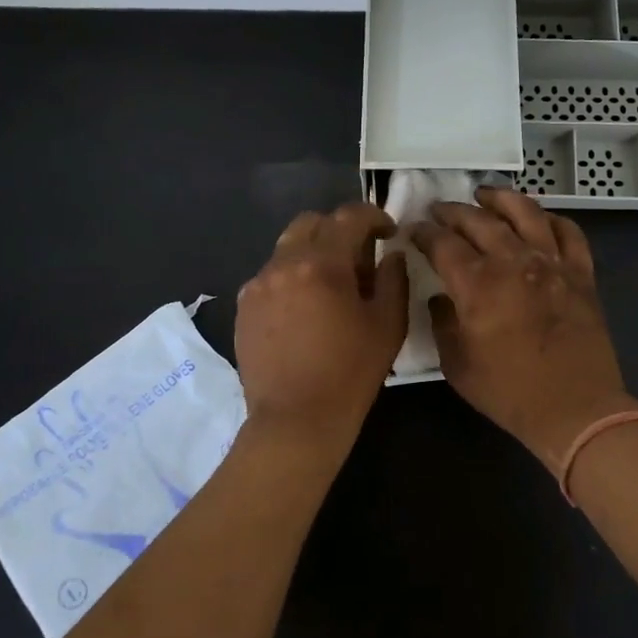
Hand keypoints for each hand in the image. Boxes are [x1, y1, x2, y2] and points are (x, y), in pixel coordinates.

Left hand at [235, 203, 408, 441]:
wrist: (295, 421)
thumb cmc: (350, 373)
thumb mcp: (388, 325)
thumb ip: (394, 279)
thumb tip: (391, 254)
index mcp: (322, 264)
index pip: (348, 217)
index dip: (373, 216)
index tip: (387, 232)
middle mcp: (283, 264)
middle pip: (311, 222)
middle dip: (338, 228)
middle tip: (358, 254)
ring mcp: (258, 284)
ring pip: (287, 248)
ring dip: (313, 253)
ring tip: (330, 285)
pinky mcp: (244, 306)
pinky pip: (271, 276)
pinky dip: (292, 278)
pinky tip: (304, 309)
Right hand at [408, 187, 636, 471]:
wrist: (576, 408)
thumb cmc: (510, 392)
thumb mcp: (457, 365)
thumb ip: (442, 324)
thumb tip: (440, 298)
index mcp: (478, 284)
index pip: (443, 244)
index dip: (424, 233)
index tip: (413, 229)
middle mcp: (513, 262)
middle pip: (479, 221)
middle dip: (454, 211)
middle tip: (439, 209)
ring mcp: (551, 264)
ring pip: (526, 213)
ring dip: (502, 199)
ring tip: (486, 193)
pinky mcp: (580, 274)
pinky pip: (569, 233)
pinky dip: (552, 219)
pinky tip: (540, 218)